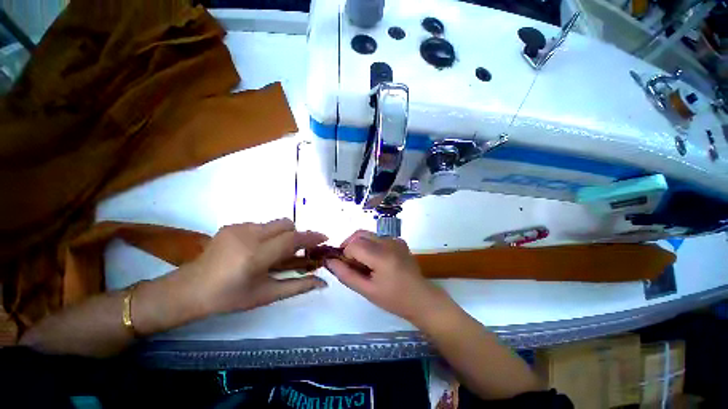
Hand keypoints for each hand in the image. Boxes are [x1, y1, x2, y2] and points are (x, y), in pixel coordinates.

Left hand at [181, 219, 327, 315]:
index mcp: (256, 256)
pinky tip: (256, 250)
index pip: (292, 239)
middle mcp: (248, 236)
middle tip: (295, 251)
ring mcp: (238, 228)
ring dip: (282, 235)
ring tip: (273, 253)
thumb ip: (298, 286)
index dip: (311, 237)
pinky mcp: (231, 225)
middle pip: (286, 224)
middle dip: (296, 235)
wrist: (188, 290)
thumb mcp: (266, 295)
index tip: (324, 238)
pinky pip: (260, 225)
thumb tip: (323, 282)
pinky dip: (267, 235)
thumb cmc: (229, 298)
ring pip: (274, 224)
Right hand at [325, 230, 450, 323]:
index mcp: (382, 255)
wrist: (421, 298)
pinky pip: (378, 237)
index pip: (353, 245)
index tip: (348, 268)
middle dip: (350, 246)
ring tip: (363, 263)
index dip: (345, 255)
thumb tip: (329, 261)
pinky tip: (375, 260)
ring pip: (368, 234)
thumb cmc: (393, 299)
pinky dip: (370, 245)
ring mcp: (395, 239)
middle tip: (351, 263)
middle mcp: (388, 242)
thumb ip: (346, 275)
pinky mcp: (399, 241)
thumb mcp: (367, 291)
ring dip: (360, 245)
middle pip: (359, 234)